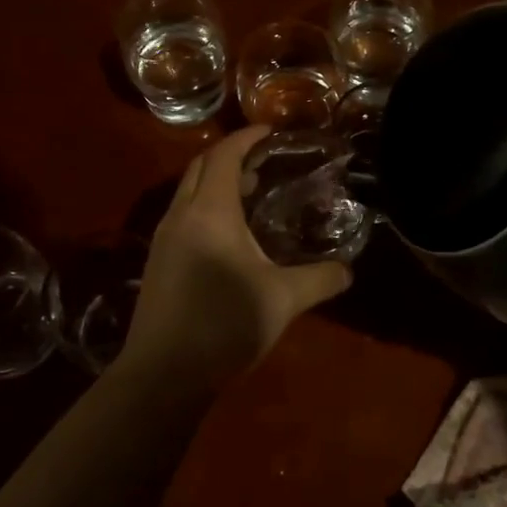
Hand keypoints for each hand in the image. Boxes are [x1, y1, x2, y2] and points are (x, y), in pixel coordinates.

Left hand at [122, 126, 351, 384]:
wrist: (163, 374)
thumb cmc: (224, 324)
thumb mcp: (282, 300)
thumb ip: (320, 279)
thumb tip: (349, 270)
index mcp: (210, 211)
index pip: (224, 155)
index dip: (247, 137)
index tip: (271, 131)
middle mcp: (181, 214)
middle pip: (201, 166)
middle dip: (230, 155)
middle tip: (264, 161)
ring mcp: (163, 238)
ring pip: (188, 191)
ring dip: (216, 181)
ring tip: (251, 192)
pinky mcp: (157, 261)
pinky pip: (183, 214)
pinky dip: (205, 205)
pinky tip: (229, 234)